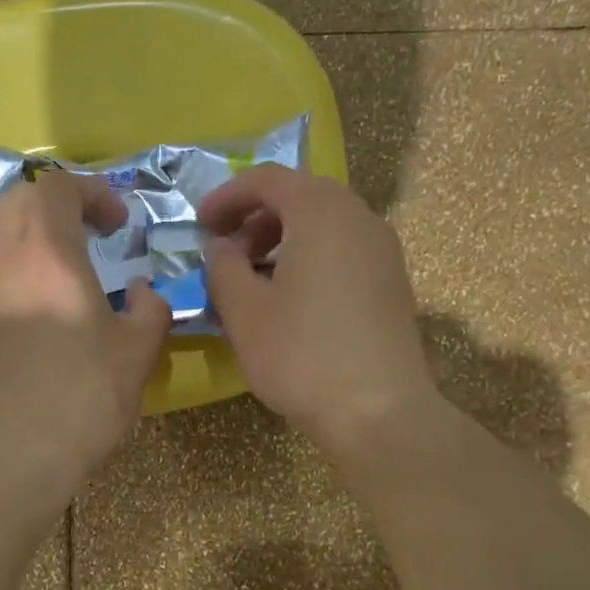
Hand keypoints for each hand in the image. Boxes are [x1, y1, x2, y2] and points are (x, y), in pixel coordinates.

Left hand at [0, 168, 170, 508]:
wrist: (16, 457)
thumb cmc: (84, 399)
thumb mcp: (138, 353)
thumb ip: (149, 309)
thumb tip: (140, 292)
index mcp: (50, 257)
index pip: (55, 186)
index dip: (91, 191)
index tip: (119, 226)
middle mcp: (7, 265)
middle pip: (18, 200)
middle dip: (56, 203)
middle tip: (90, 233)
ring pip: (2, 239)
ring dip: (37, 240)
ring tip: (72, 275)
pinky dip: (23, 275)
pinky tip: (48, 316)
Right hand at [198, 165, 445, 469]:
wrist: (378, 411)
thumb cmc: (301, 354)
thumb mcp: (244, 310)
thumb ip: (222, 267)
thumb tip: (221, 247)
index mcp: (320, 212)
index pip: (267, 179)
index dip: (226, 196)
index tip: (198, 224)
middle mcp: (358, 217)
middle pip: (299, 196)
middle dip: (254, 218)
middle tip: (224, 252)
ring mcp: (382, 250)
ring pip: (322, 225)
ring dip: (280, 240)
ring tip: (251, 279)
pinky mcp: (391, 282)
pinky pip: (341, 250)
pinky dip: (307, 258)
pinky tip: (287, 300)